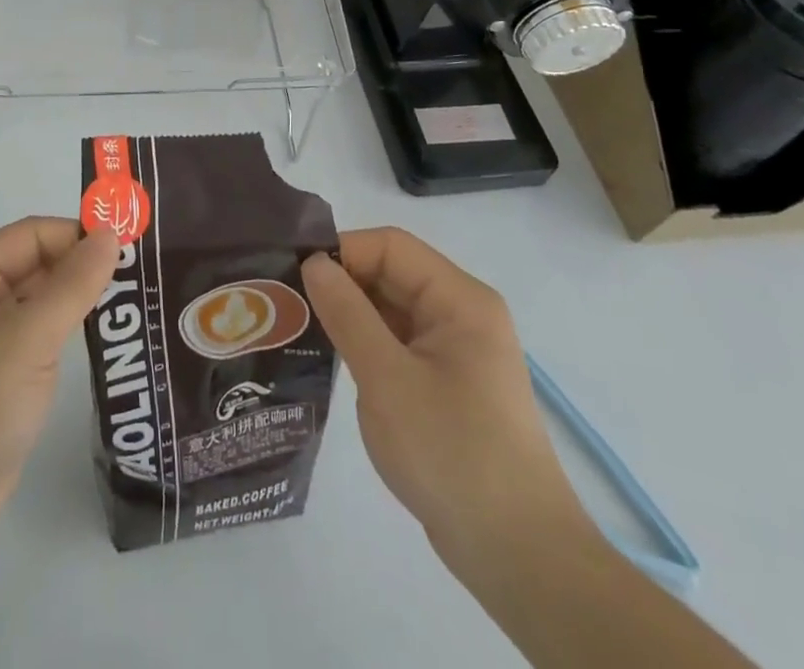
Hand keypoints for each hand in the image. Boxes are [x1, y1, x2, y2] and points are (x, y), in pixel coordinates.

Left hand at [0, 216, 121, 562]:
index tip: (133, 248)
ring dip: (81, 298)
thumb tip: (112, 234)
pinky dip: (70, 330)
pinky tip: (108, 337)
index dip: (80, 235)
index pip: (33, 234)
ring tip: (138, 300)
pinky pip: (40, 335)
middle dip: (84, 266)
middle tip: (145, 274)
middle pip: (37, 262)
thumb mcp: (27, 338)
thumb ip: (73, 283)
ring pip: (41, 299)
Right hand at [302, 229, 589, 579]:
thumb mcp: (387, 378)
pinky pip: (398, 343)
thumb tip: (313, 262)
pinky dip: (365, 344)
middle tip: (286, 300)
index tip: (295, 275)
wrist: (517, 556)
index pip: (391, 247)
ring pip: (391, 309)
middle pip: (391, 274)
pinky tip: (331, 359)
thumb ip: (347, 313)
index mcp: (460, 300)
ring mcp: (456, 351)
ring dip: (349, 315)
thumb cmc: (452, 453)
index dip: (342, 251)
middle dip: (341, 283)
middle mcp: (462, 314)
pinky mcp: (447, 384)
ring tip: (298, 326)